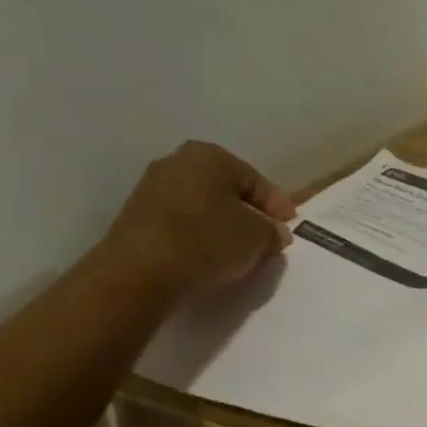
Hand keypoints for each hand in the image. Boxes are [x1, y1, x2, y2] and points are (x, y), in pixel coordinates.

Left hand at [105, 140, 296, 291]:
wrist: (141, 271)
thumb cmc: (208, 240)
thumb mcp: (258, 237)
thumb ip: (272, 231)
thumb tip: (275, 232)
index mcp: (210, 155)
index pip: (255, 180)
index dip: (277, 204)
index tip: (290, 225)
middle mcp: (177, 162)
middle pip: (226, 190)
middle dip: (248, 213)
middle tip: (267, 236)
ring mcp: (151, 189)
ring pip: (202, 206)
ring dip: (222, 225)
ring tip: (239, 251)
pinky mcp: (136, 219)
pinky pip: (181, 223)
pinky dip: (199, 236)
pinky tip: (209, 256)